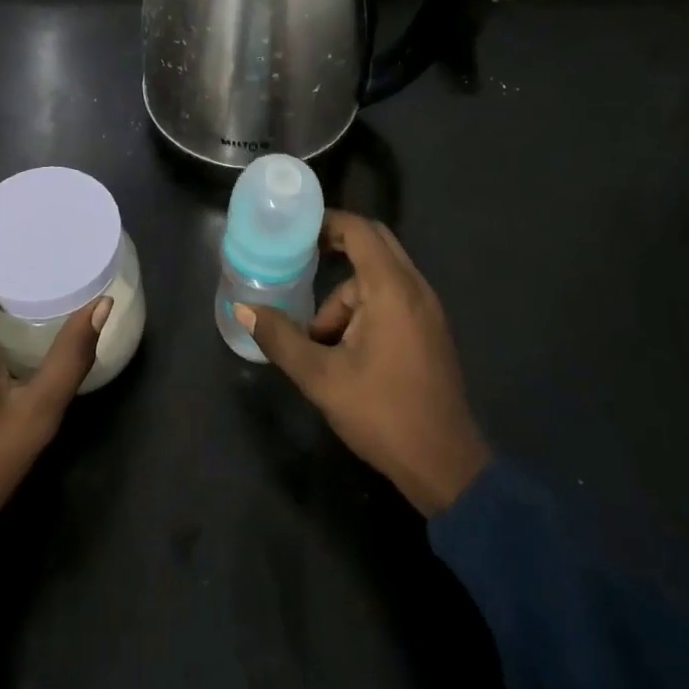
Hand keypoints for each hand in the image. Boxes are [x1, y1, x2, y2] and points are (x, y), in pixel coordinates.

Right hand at [235, 211, 490, 516]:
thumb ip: (281, 338)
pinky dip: (365, 310)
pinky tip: (346, 351)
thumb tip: (243, 308)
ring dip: (346, 298)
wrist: (445, 466)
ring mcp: (427, 309)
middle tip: (299, 264)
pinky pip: (392, 298)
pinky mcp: (430, 330)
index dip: (327, 222)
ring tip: (320, 343)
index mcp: (391, 289)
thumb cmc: (382, 413)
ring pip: (378, 279)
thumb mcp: (321, 377)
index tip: (295, 229)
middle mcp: (415, 288)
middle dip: (335, 253)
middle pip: (373, 246)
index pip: (360, 230)